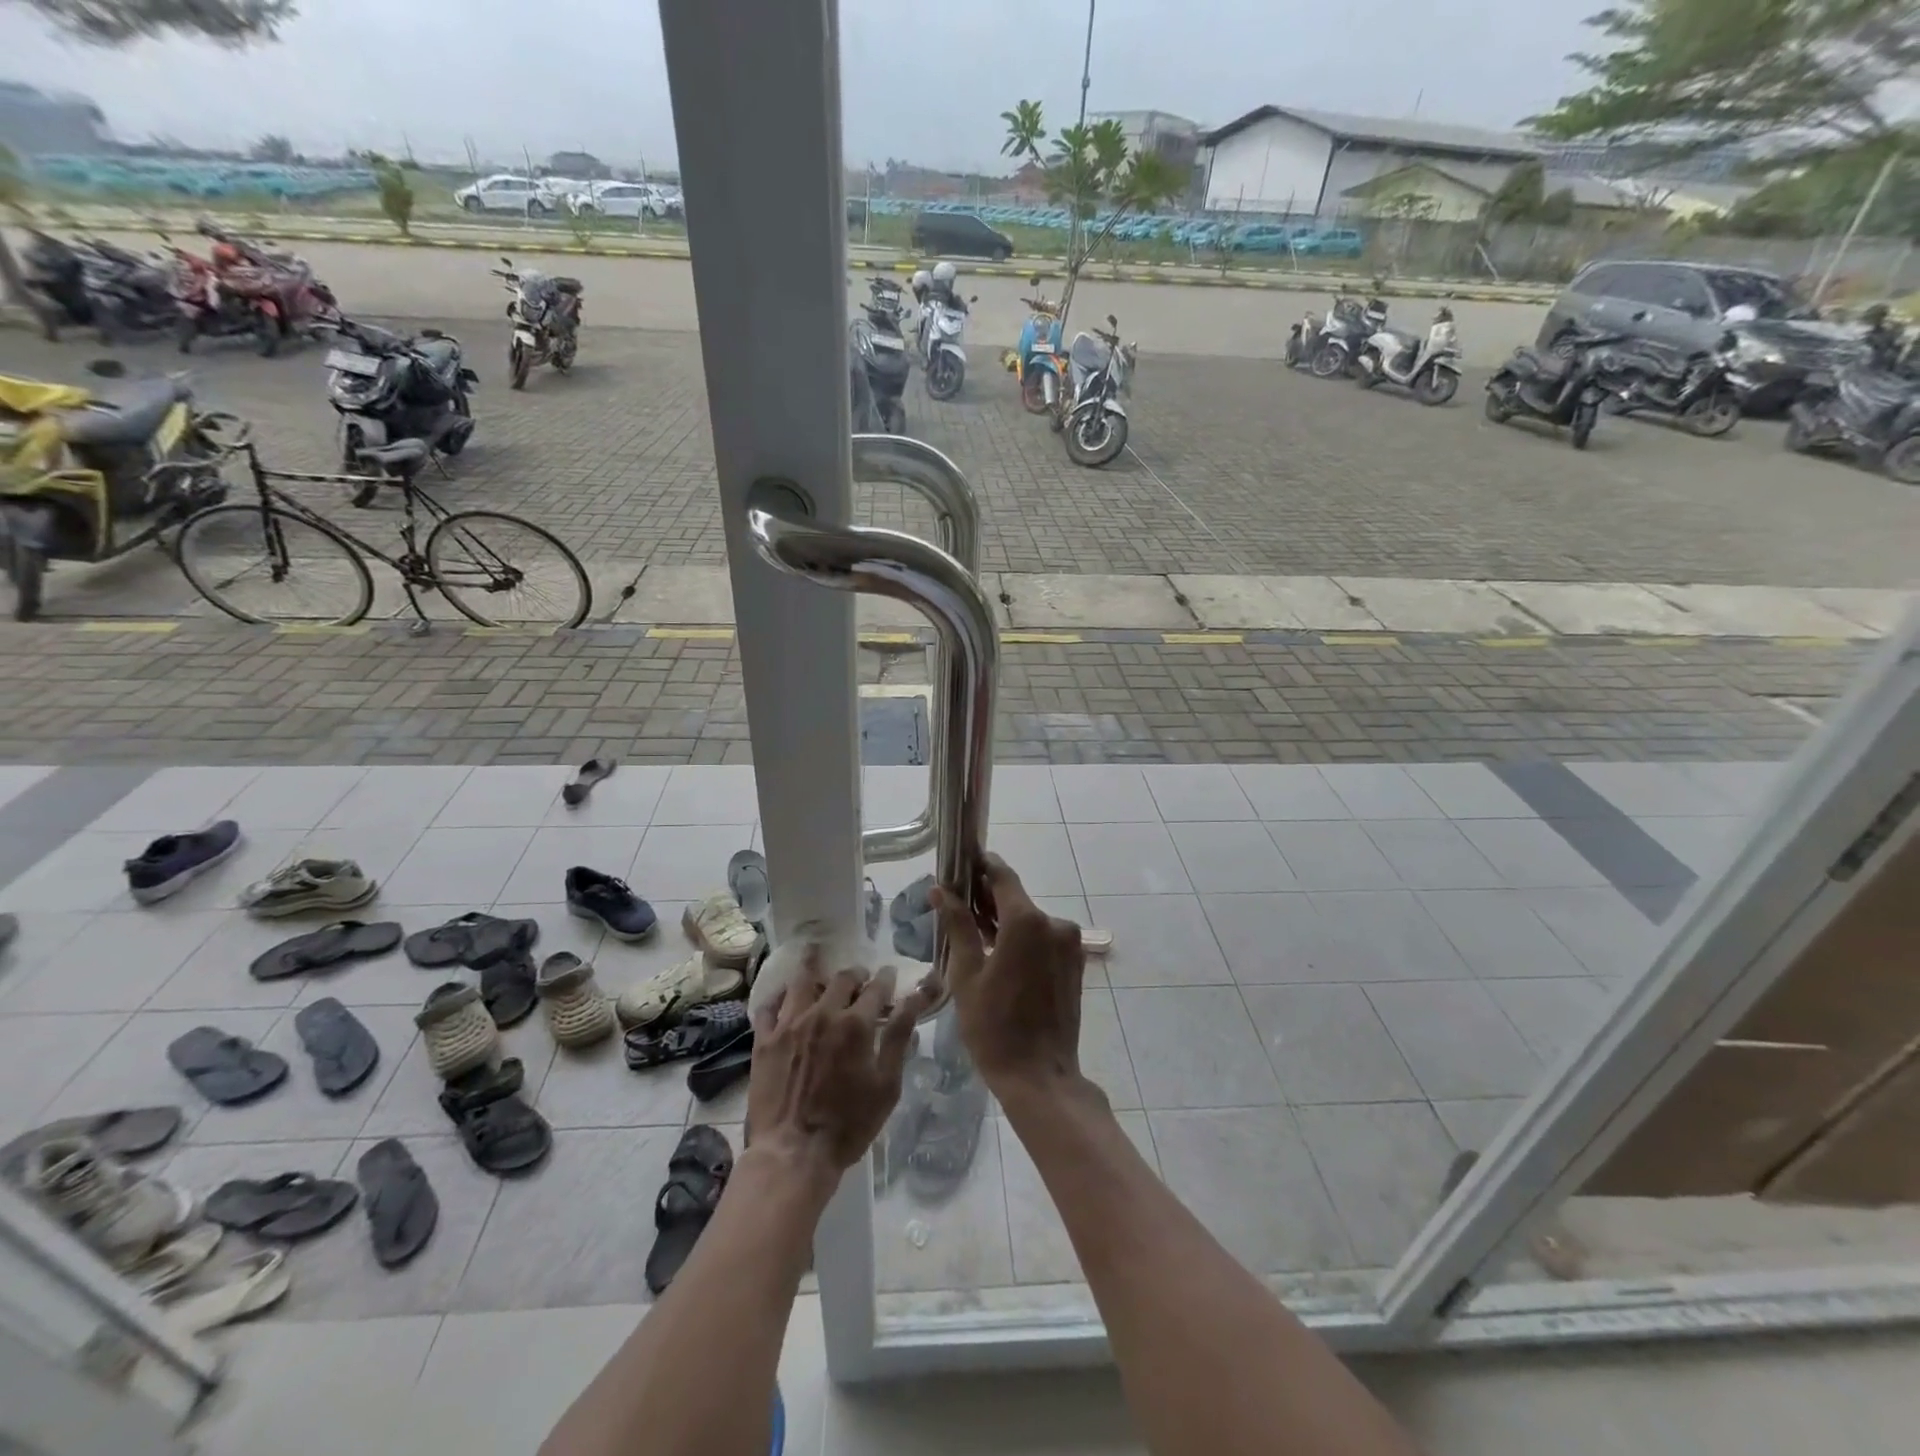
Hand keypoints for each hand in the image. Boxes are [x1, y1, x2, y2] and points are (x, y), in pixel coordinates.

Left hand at [746, 947, 936, 1190]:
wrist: (792, 1154)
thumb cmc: (849, 1125)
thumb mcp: (887, 1085)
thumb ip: (900, 1036)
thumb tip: (916, 998)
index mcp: (856, 1023)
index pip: (877, 986)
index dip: (886, 978)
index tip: (889, 976)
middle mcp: (822, 1013)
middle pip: (842, 978)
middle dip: (856, 975)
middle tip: (860, 980)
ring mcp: (789, 1024)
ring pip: (803, 982)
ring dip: (816, 972)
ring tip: (820, 968)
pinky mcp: (764, 1040)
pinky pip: (770, 1006)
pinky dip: (781, 996)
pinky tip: (786, 997)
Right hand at [932, 854, 1086, 1093]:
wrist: (1040, 1076)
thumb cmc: (994, 1027)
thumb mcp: (966, 974)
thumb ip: (958, 926)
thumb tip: (941, 890)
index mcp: (1027, 921)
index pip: (1002, 876)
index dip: (982, 865)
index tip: (963, 860)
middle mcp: (1054, 923)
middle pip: (1016, 899)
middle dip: (988, 898)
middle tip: (958, 903)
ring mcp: (1069, 944)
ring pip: (1030, 920)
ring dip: (1005, 921)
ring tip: (974, 933)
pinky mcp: (1075, 963)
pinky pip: (1044, 939)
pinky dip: (1023, 940)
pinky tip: (1000, 955)